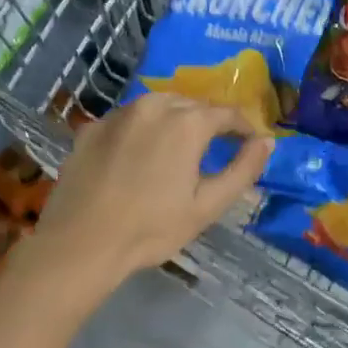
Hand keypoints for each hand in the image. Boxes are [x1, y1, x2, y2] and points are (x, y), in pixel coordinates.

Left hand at [31, 94, 270, 292]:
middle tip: (216, 146)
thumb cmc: (151, 228)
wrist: (81, 243)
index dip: (244, 126)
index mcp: (186, 123)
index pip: (227, 113)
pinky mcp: (91, 128)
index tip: (251, 141)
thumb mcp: (207, 206)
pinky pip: (127, 119)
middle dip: (209, 121)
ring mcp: (118, 114)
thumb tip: (266, 141)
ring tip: (179, 146)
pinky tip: (139, 154)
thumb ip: (243, 170)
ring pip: (158, 105)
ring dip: (175, 119)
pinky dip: (142, 129)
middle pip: (192, 104)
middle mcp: (153, 106)